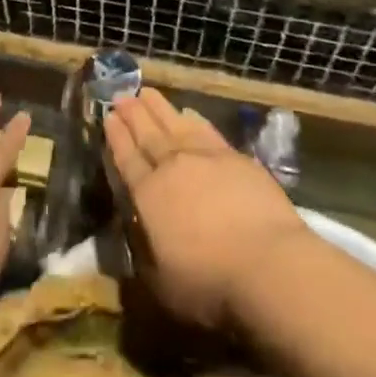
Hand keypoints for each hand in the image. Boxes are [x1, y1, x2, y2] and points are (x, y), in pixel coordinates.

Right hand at [105, 89, 311, 329]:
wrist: (268, 264)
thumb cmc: (209, 283)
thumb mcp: (160, 283)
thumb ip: (144, 251)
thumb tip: (136, 228)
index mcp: (149, 195)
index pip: (127, 159)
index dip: (117, 138)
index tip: (108, 116)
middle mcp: (173, 168)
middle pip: (149, 135)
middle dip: (133, 115)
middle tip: (121, 94)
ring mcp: (206, 158)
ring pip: (176, 125)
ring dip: (160, 108)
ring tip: (147, 93)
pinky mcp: (236, 159)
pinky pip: (207, 130)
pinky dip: (195, 119)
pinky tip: (189, 111)